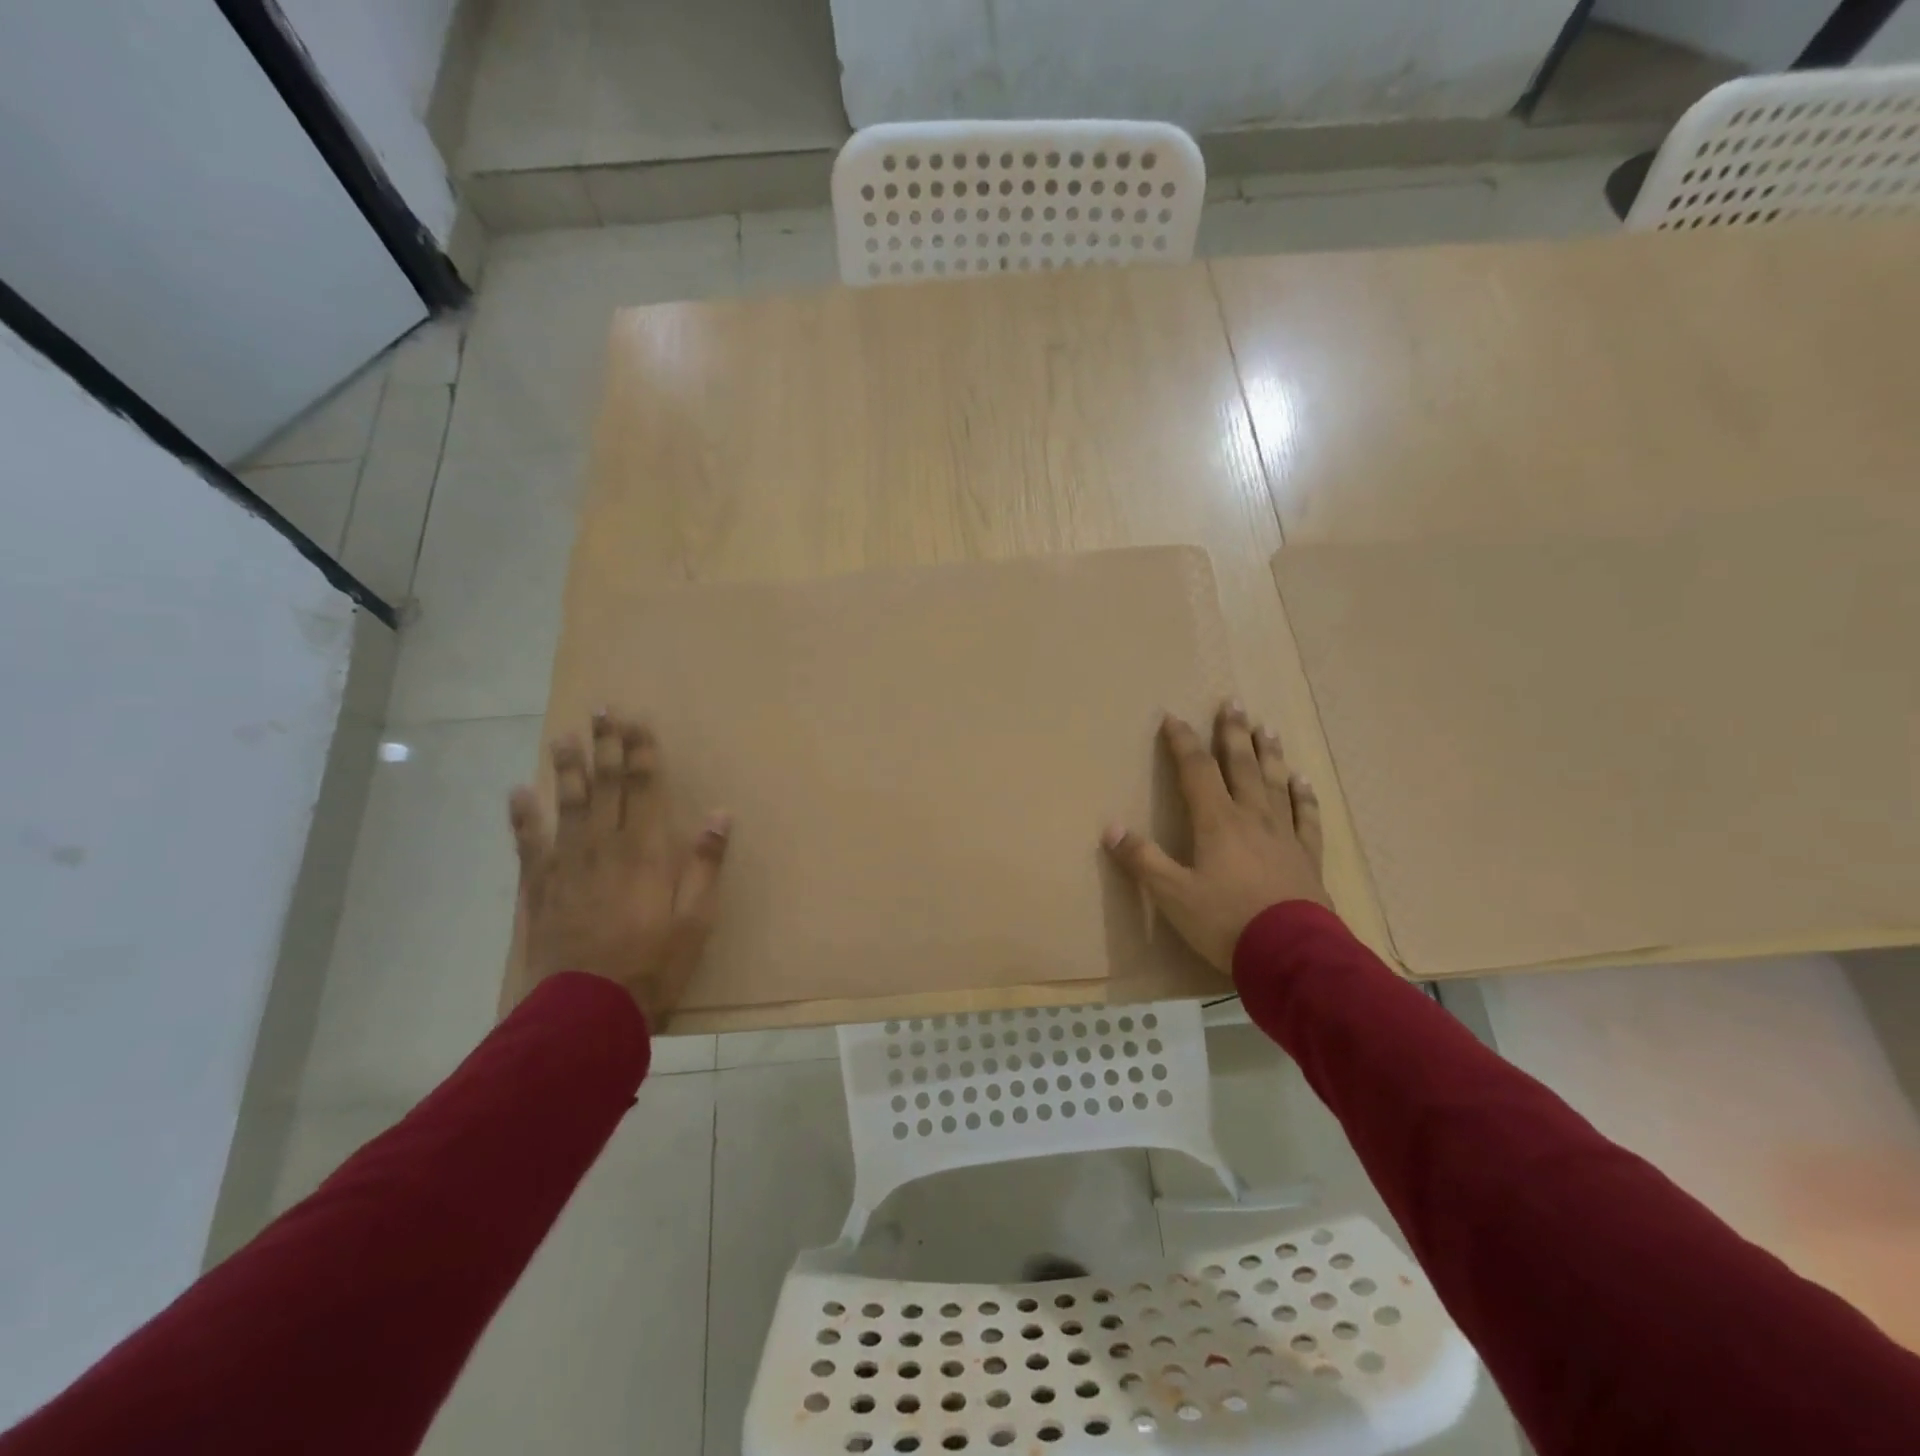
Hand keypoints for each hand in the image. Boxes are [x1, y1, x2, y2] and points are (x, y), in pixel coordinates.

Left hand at [508, 711, 730, 1025]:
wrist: (586, 1009)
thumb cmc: (652, 964)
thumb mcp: (696, 918)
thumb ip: (705, 864)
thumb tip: (720, 814)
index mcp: (644, 852)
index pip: (642, 789)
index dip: (640, 753)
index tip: (636, 721)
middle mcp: (604, 847)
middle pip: (604, 787)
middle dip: (605, 747)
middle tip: (600, 711)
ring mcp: (567, 865)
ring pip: (567, 805)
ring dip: (567, 769)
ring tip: (563, 737)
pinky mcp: (540, 887)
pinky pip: (529, 842)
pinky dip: (523, 816)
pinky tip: (519, 792)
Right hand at [1103, 702, 1331, 972]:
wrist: (1292, 955)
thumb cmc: (1226, 922)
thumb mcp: (1172, 895)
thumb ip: (1142, 860)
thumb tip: (1110, 828)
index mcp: (1217, 822)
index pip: (1196, 771)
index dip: (1183, 743)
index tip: (1172, 717)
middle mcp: (1252, 818)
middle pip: (1241, 766)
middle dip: (1233, 734)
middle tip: (1233, 702)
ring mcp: (1284, 835)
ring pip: (1275, 783)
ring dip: (1269, 754)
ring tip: (1267, 728)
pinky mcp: (1307, 857)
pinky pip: (1307, 817)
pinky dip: (1304, 797)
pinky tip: (1303, 781)